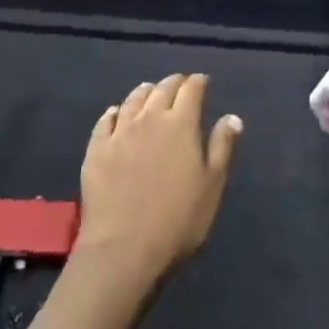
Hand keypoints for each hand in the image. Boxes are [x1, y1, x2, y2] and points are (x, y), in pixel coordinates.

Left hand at [77, 74, 242, 286]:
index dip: (198, 83)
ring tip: (150, 90)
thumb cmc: (179, 218)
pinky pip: (105, 121)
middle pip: (161, 90)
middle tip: (181, 83)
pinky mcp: (96, 150)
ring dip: (144, 92)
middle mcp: (149, 119)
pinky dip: (114, 112)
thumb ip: (222, 147)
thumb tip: (232, 117)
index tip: (203, 81)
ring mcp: (119, 133)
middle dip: (174, 83)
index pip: (191, 91)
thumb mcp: (212, 184)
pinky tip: (116, 112)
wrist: (124, 247)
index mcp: (181, 124)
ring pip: (132, 101)